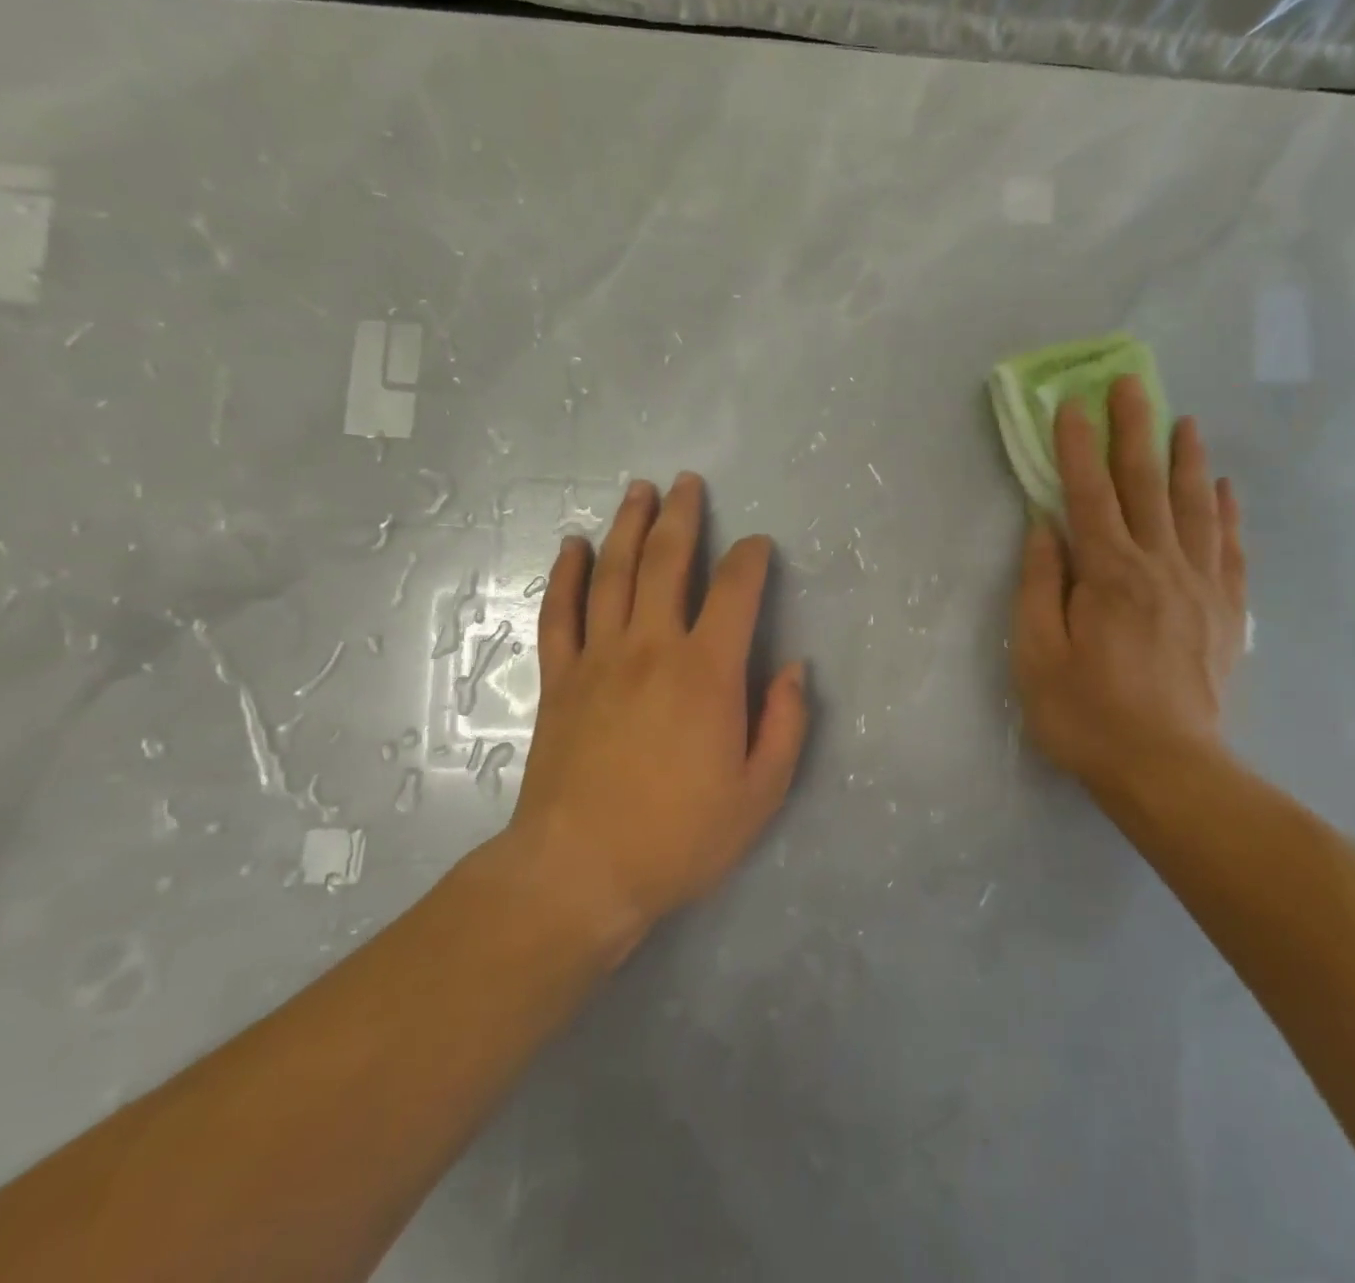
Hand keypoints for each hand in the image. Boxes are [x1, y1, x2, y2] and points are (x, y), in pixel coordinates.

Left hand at [502, 473, 808, 951]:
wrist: (580, 871)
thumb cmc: (680, 836)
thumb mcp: (760, 793)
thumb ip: (785, 724)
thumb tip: (794, 668)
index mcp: (707, 672)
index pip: (735, 591)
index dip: (750, 559)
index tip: (757, 545)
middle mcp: (652, 648)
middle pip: (667, 562)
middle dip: (681, 517)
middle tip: (686, 483)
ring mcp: (598, 659)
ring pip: (613, 574)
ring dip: (627, 527)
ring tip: (638, 491)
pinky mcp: (560, 679)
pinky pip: (560, 613)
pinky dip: (567, 575)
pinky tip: (573, 547)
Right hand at [1011, 377, 1248, 801]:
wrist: (1167, 769)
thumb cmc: (1086, 714)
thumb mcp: (1036, 654)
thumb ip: (1039, 586)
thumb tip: (1044, 528)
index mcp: (1108, 574)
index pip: (1088, 495)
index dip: (1076, 447)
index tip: (1070, 405)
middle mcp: (1159, 566)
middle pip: (1146, 485)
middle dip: (1134, 430)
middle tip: (1131, 382)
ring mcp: (1200, 587)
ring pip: (1195, 507)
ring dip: (1187, 460)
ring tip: (1184, 421)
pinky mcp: (1226, 613)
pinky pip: (1230, 549)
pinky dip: (1228, 514)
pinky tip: (1226, 490)